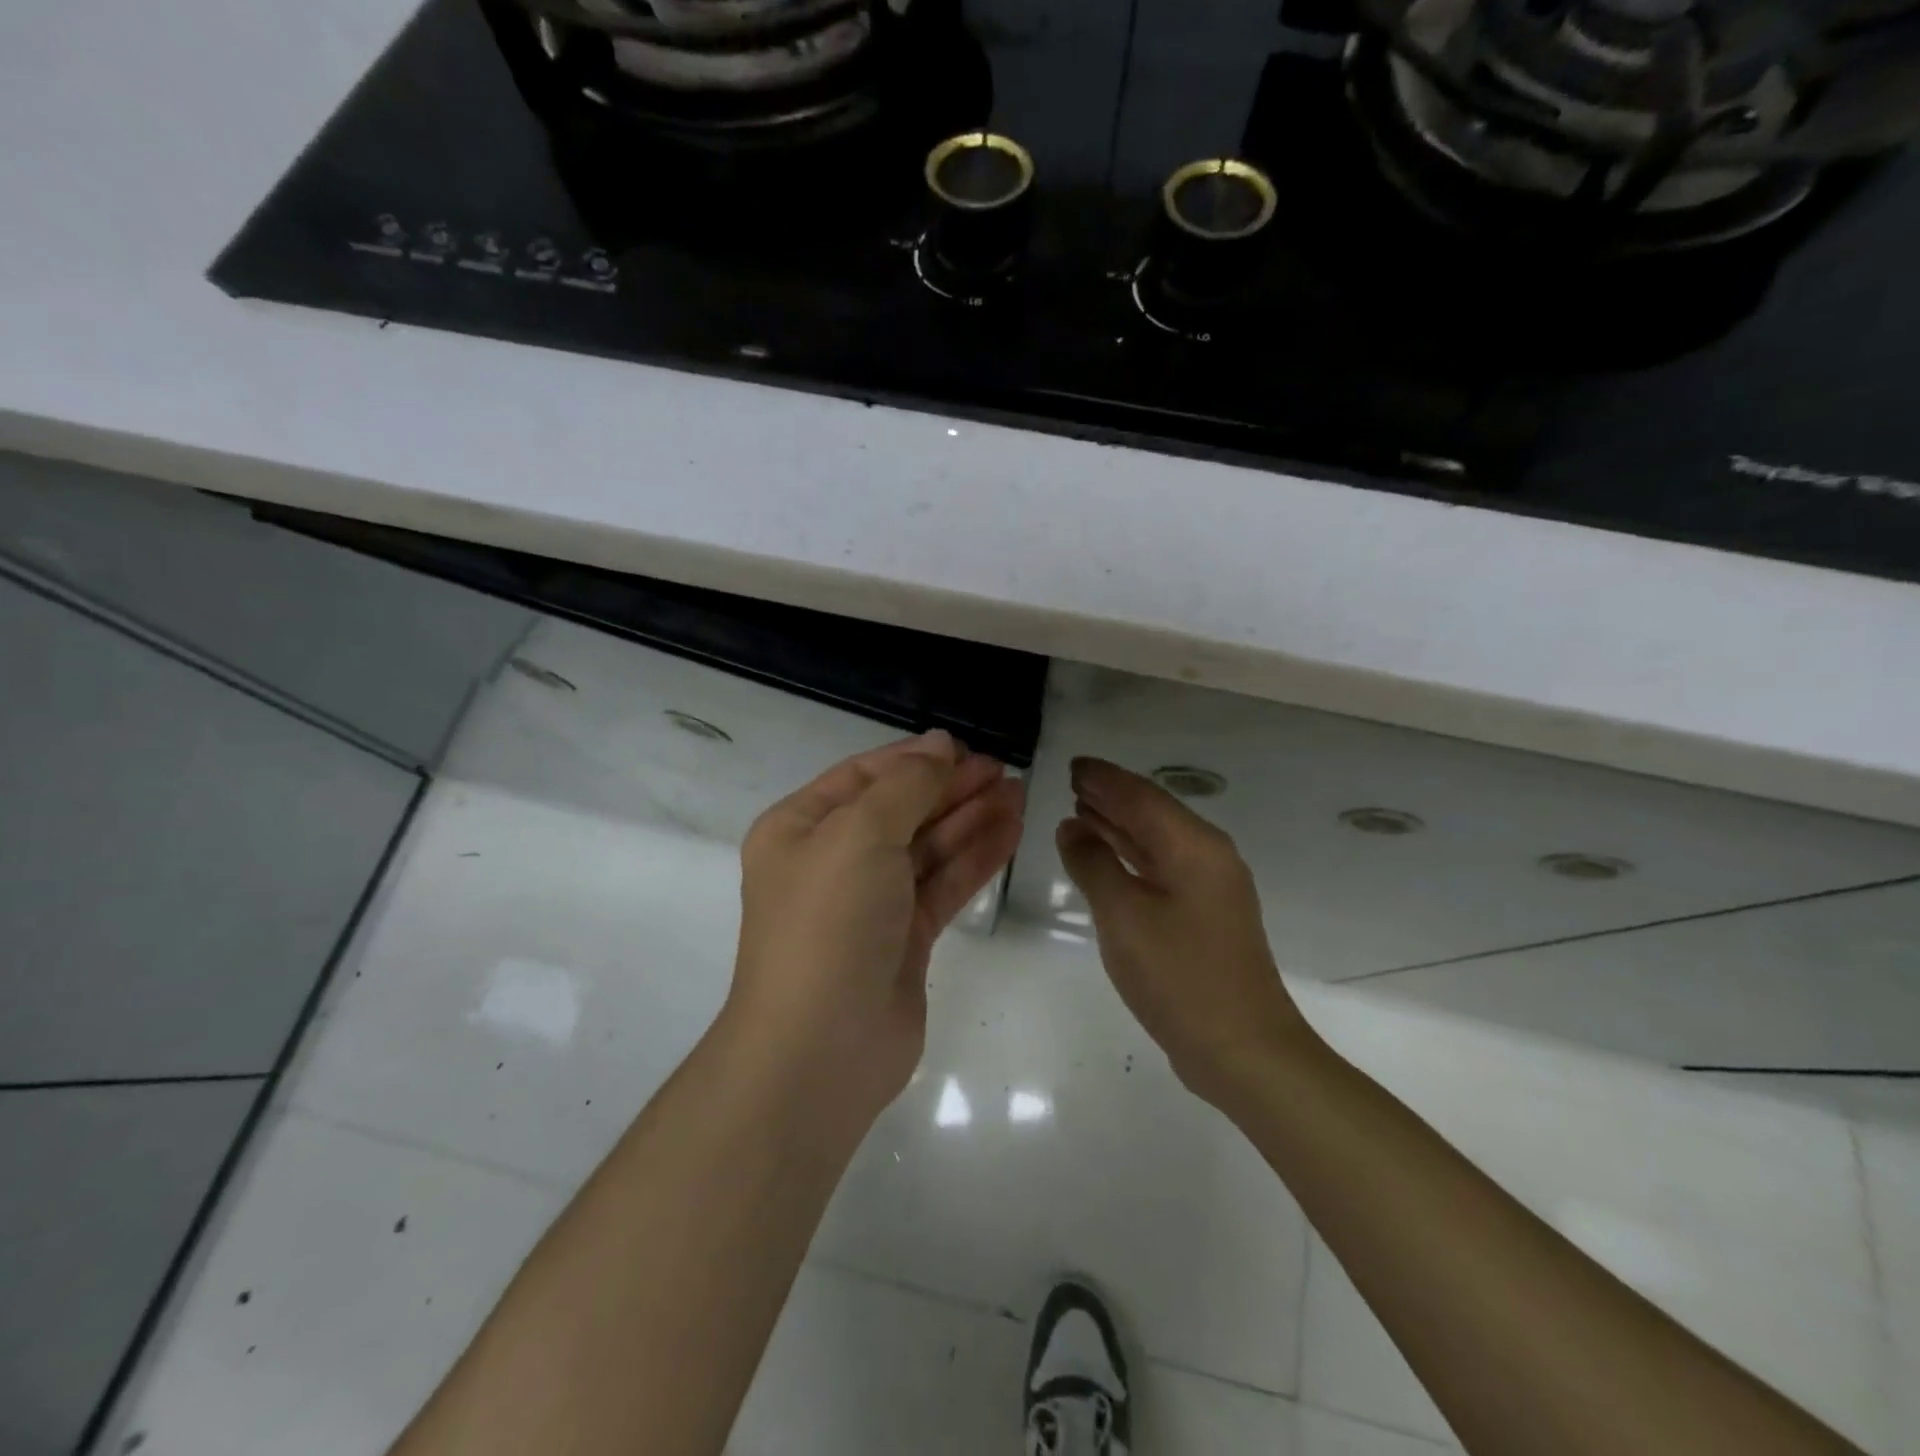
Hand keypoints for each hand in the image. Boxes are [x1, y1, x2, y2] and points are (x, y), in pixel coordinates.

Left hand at [727, 730, 1024, 1123]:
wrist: (822, 1048)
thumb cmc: (829, 922)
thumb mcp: (860, 834)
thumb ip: (906, 785)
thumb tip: (940, 747)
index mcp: (801, 828)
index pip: (863, 776)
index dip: (915, 758)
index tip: (966, 748)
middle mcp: (832, 861)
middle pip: (900, 809)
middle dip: (950, 788)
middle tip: (1004, 770)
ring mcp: (870, 902)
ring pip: (927, 847)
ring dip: (971, 819)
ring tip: (1019, 793)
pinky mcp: (904, 938)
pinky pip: (943, 884)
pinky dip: (975, 858)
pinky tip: (1011, 832)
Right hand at [1057, 757, 1314, 1103]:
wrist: (1243, 1050)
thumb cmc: (1179, 976)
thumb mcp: (1124, 916)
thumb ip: (1094, 865)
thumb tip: (1072, 828)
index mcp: (1194, 846)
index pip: (1141, 797)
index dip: (1105, 779)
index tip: (1073, 765)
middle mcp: (1208, 857)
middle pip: (1152, 814)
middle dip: (1112, 797)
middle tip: (1073, 781)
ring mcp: (1210, 888)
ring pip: (1157, 842)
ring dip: (1120, 825)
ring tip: (1081, 810)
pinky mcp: (1205, 916)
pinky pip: (1161, 869)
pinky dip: (1131, 857)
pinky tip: (1107, 859)